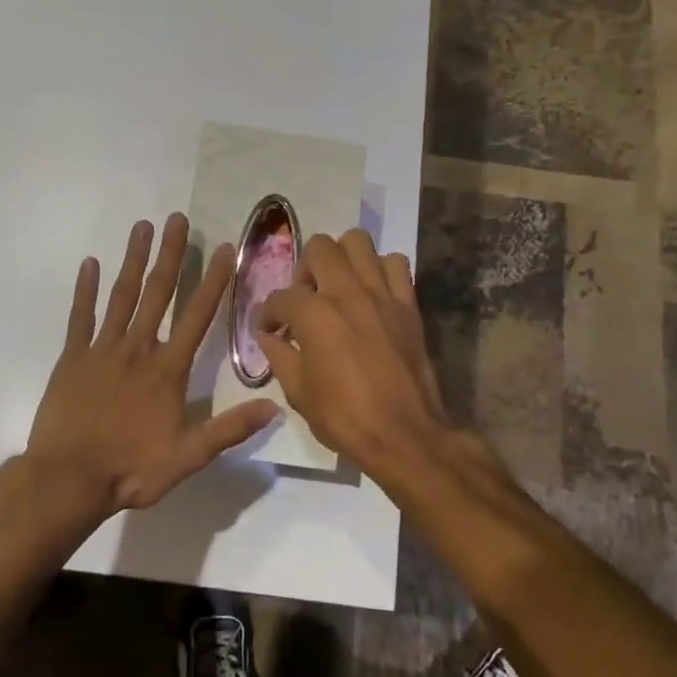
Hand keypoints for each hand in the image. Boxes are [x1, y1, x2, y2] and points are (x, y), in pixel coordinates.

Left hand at [27, 214, 277, 514]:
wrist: (68, 480)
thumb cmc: (130, 469)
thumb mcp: (188, 457)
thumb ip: (229, 429)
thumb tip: (274, 408)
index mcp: (167, 370)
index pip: (197, 316)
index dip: (212, 281)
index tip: (223, 248)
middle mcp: (138, 349)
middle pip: (157, 293)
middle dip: (169, 254)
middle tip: (175, 218)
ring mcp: (102, 350)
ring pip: (121, 296)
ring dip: (133, 259)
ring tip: (141, 226)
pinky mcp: (72, 358)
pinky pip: (80, 316)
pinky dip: (85, 289)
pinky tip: (90, 263)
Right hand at [255, 230, 450, 474]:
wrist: (404, 434)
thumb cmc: (345, 418)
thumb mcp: (298, 393)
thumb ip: (279, 356)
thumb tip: (268, 337)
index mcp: (315, 315)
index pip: (280, 298)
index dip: (267, 315)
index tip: (269, 331)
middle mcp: (347, 292)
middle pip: (319, 248)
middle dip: (303, 269)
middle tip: (304, 298)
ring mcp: (382, 294)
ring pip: (359, 242)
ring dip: (342, 258)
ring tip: (338, 285)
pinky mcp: (408, 304)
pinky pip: (397, 264)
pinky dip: (381, 269)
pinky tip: (372, 292)